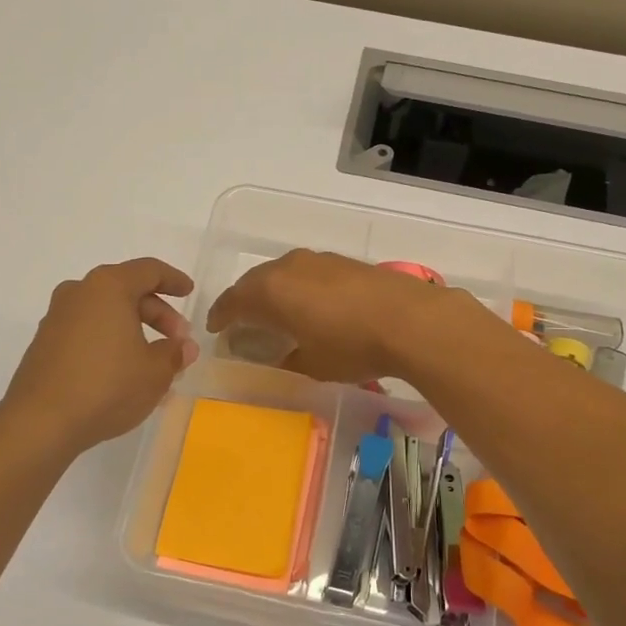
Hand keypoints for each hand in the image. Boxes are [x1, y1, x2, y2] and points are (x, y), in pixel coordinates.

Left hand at [0, 258, 198, 454]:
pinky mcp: (44, 345)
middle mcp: (79, 293)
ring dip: (134, 331)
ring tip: (154, 362)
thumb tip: (184, 347)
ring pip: (106, 314)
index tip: (189, 292)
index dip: (173, 280)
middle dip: (157, 314)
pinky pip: (88, 333)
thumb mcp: (155, 372)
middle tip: (177, 341)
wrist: (40, 423)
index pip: (148, 271)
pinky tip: (124, 372)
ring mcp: (57, 318)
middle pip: (126, 291)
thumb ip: (175, 353)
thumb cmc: (107, 386)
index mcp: (108, 287)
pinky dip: (110, 343)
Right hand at [206, 249, 470, 383]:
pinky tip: (310, 303)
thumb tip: (282, 356)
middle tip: (240, 320)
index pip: (233, 301)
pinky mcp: (343, 262)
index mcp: (270, 291)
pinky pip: (306, 272)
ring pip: (282, 273)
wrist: (410, 320)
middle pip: (254, 281)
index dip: (221, 316)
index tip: (215, 328)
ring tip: (274, 310)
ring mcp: (318, 260)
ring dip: (272, 290)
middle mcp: (288, 267)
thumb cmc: (351, 347)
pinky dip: (298, 286)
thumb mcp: (312, 365)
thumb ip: (288, 359)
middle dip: (244, 300)